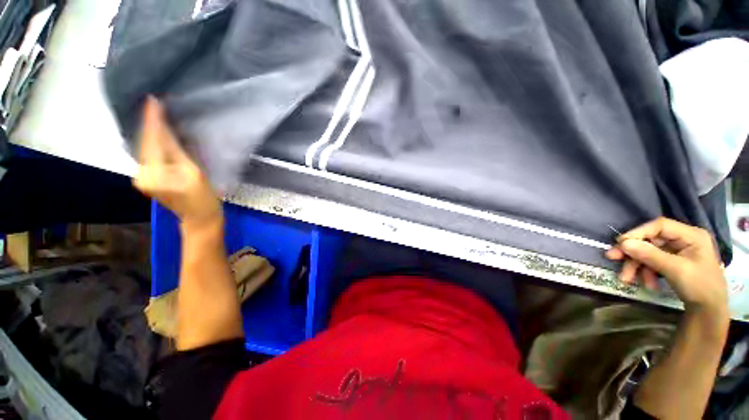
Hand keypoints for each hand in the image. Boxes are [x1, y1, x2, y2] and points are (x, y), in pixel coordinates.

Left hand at [133, 97, 222, 230]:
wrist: (200, 218)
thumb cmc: (203, 198)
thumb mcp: (193, 172)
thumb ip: (176, 150)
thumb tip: (165, 127)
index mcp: (152, 173)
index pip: (151, 140)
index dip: (152, 120)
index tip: (152, 100)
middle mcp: (140, 174)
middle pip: (145, 143)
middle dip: (150, 124)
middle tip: (156, 104)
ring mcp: (142, 177)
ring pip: (146, 148)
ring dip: (152, 133)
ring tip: (158, 115)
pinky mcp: (147, 178)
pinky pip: (149, 155)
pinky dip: (155, 143)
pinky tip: (160, 134)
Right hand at [605, 217, 726, 313]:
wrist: (709, 311)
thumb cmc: (699, 286)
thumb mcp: (675, 270)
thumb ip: (650, 255)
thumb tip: (622, 243)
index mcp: (690, 235)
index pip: (659, 226)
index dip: (638, 233)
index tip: (620, 244)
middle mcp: (683, 239)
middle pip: (651, 240)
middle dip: (633, 253)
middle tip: (613, 259)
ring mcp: (678, 251)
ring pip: (648, 252)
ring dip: (637, 265)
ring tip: (628, 279)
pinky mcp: (672, 261)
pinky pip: (653, 261)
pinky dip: (645, 271)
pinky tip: (647, 283)